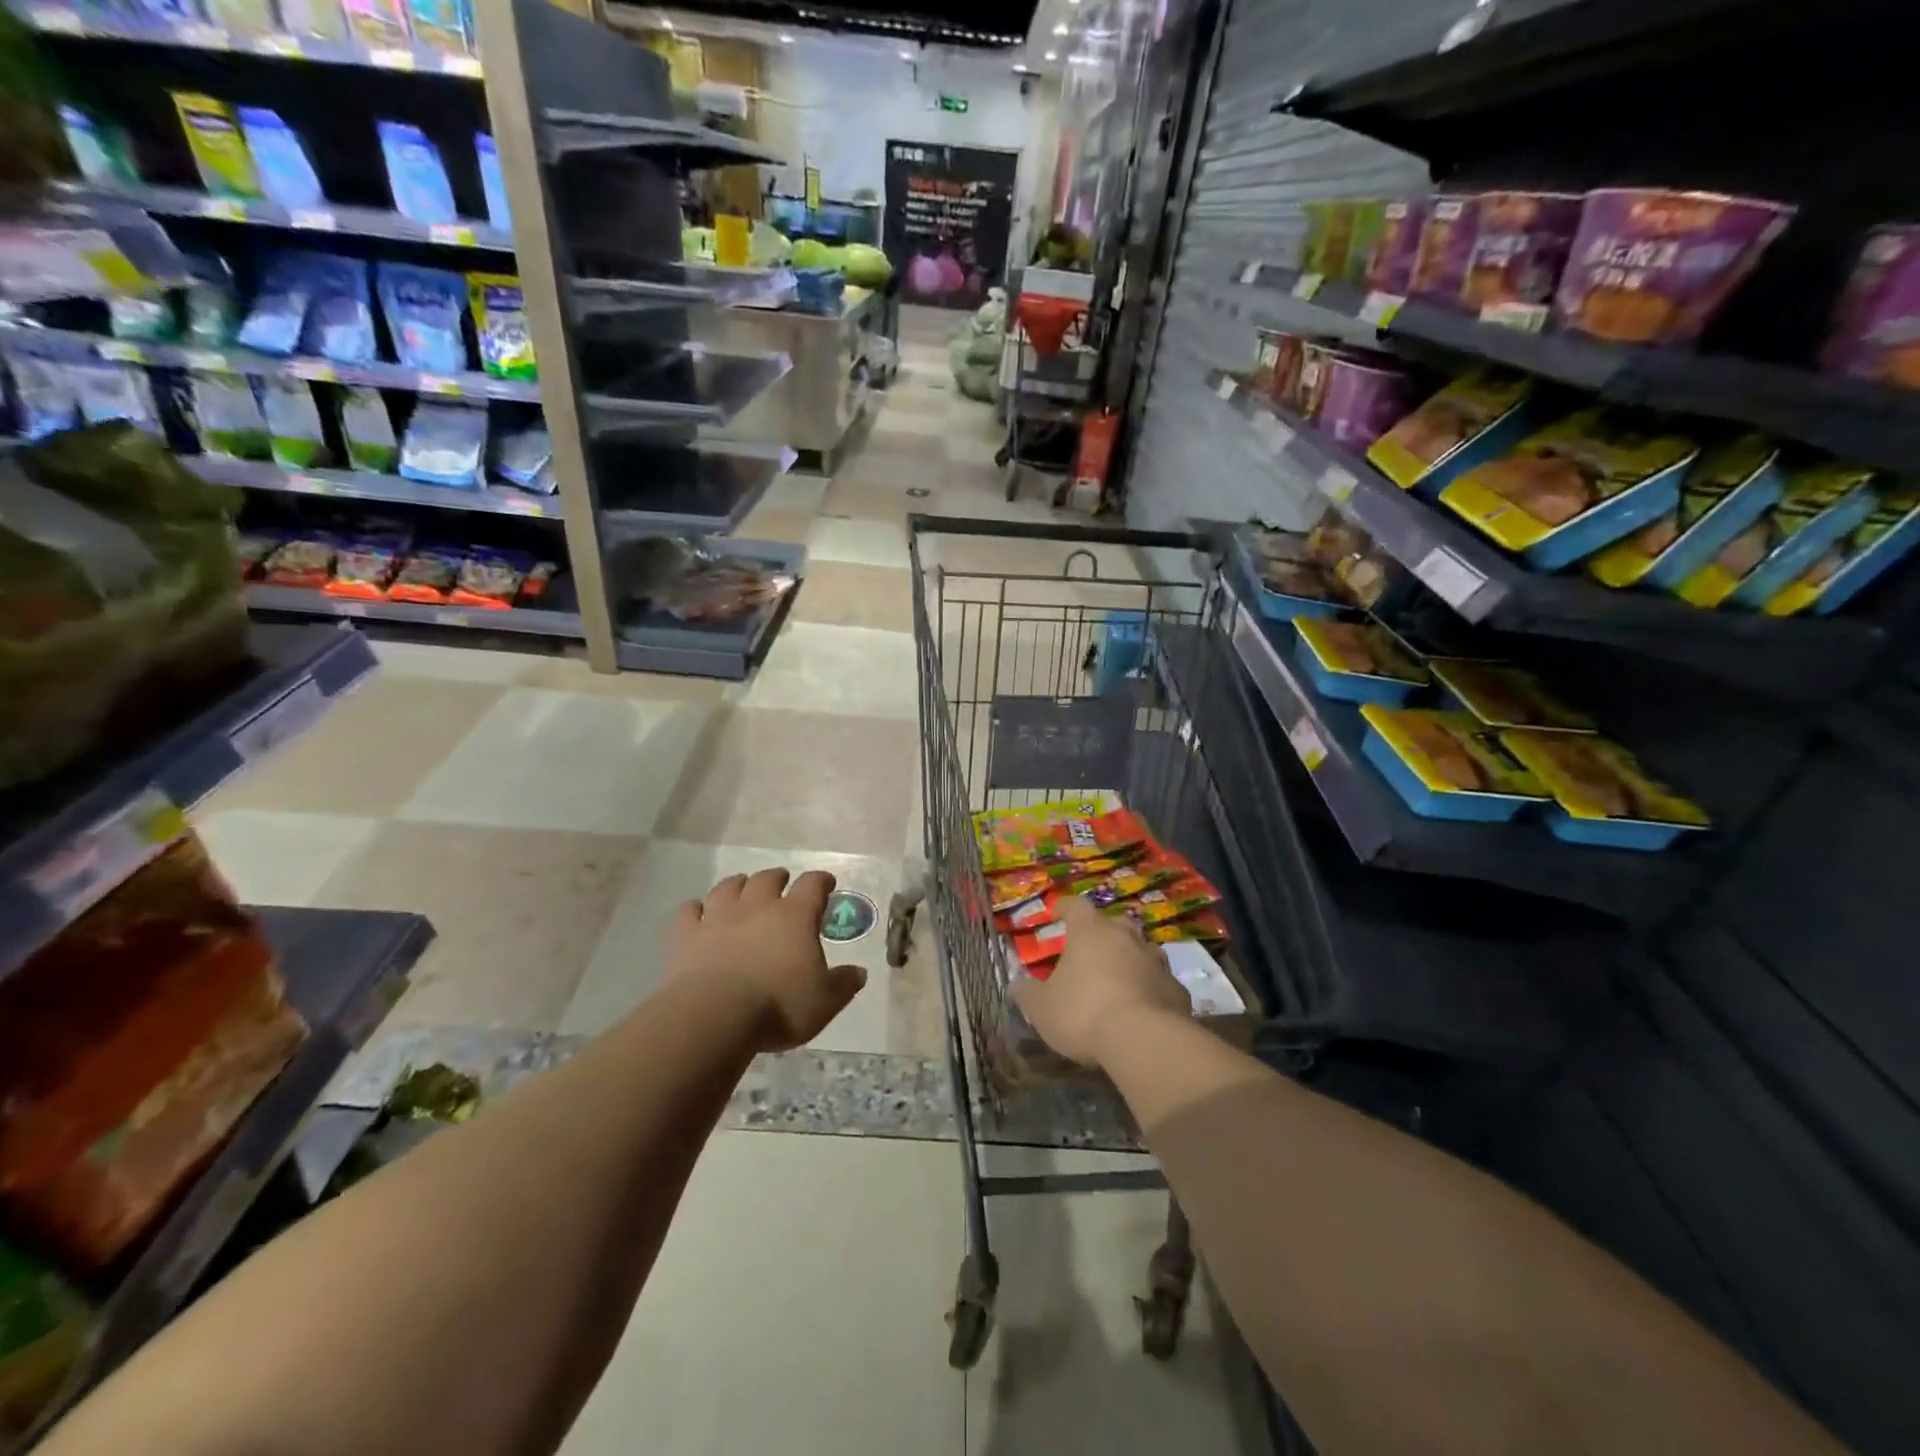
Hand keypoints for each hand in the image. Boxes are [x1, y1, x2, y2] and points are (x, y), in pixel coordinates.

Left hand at [668, 869, 866, 1052]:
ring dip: (738, 885)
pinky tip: (698, 913)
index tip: (826, 884)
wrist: (714, 1016)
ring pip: (728, 887)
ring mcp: (719, 917)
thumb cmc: (778, 1006)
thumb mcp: (824, 1002)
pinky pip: (689, 911)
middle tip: (782, 882)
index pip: (813, 885)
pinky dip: (696, 909)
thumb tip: (859, 973)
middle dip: (777, 877)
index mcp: (795, 916)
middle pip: (767, 878)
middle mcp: (757, 907)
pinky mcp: (687, 935)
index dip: (821, 881)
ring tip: (742, 888)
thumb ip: (843, 984)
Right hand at [1012, 894, 1190, 1067]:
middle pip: (1115, 923)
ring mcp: (1156, 962)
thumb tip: (1016, 983)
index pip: (1076, 906)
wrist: (1143, 1040)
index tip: (1056, 912)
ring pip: (1143, 949)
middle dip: (1103, 932)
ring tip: (1120, 975)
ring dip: (1131, 957)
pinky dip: (1152, 988)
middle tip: (1092, 947)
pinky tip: (1145, 1005)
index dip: (1065, 907)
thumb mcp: (1041, 1008)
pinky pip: (1161, 982)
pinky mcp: (1176, 990)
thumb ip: (1027, 992)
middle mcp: (1126, 938)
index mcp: (1090, 932)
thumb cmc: (1083, 1013)